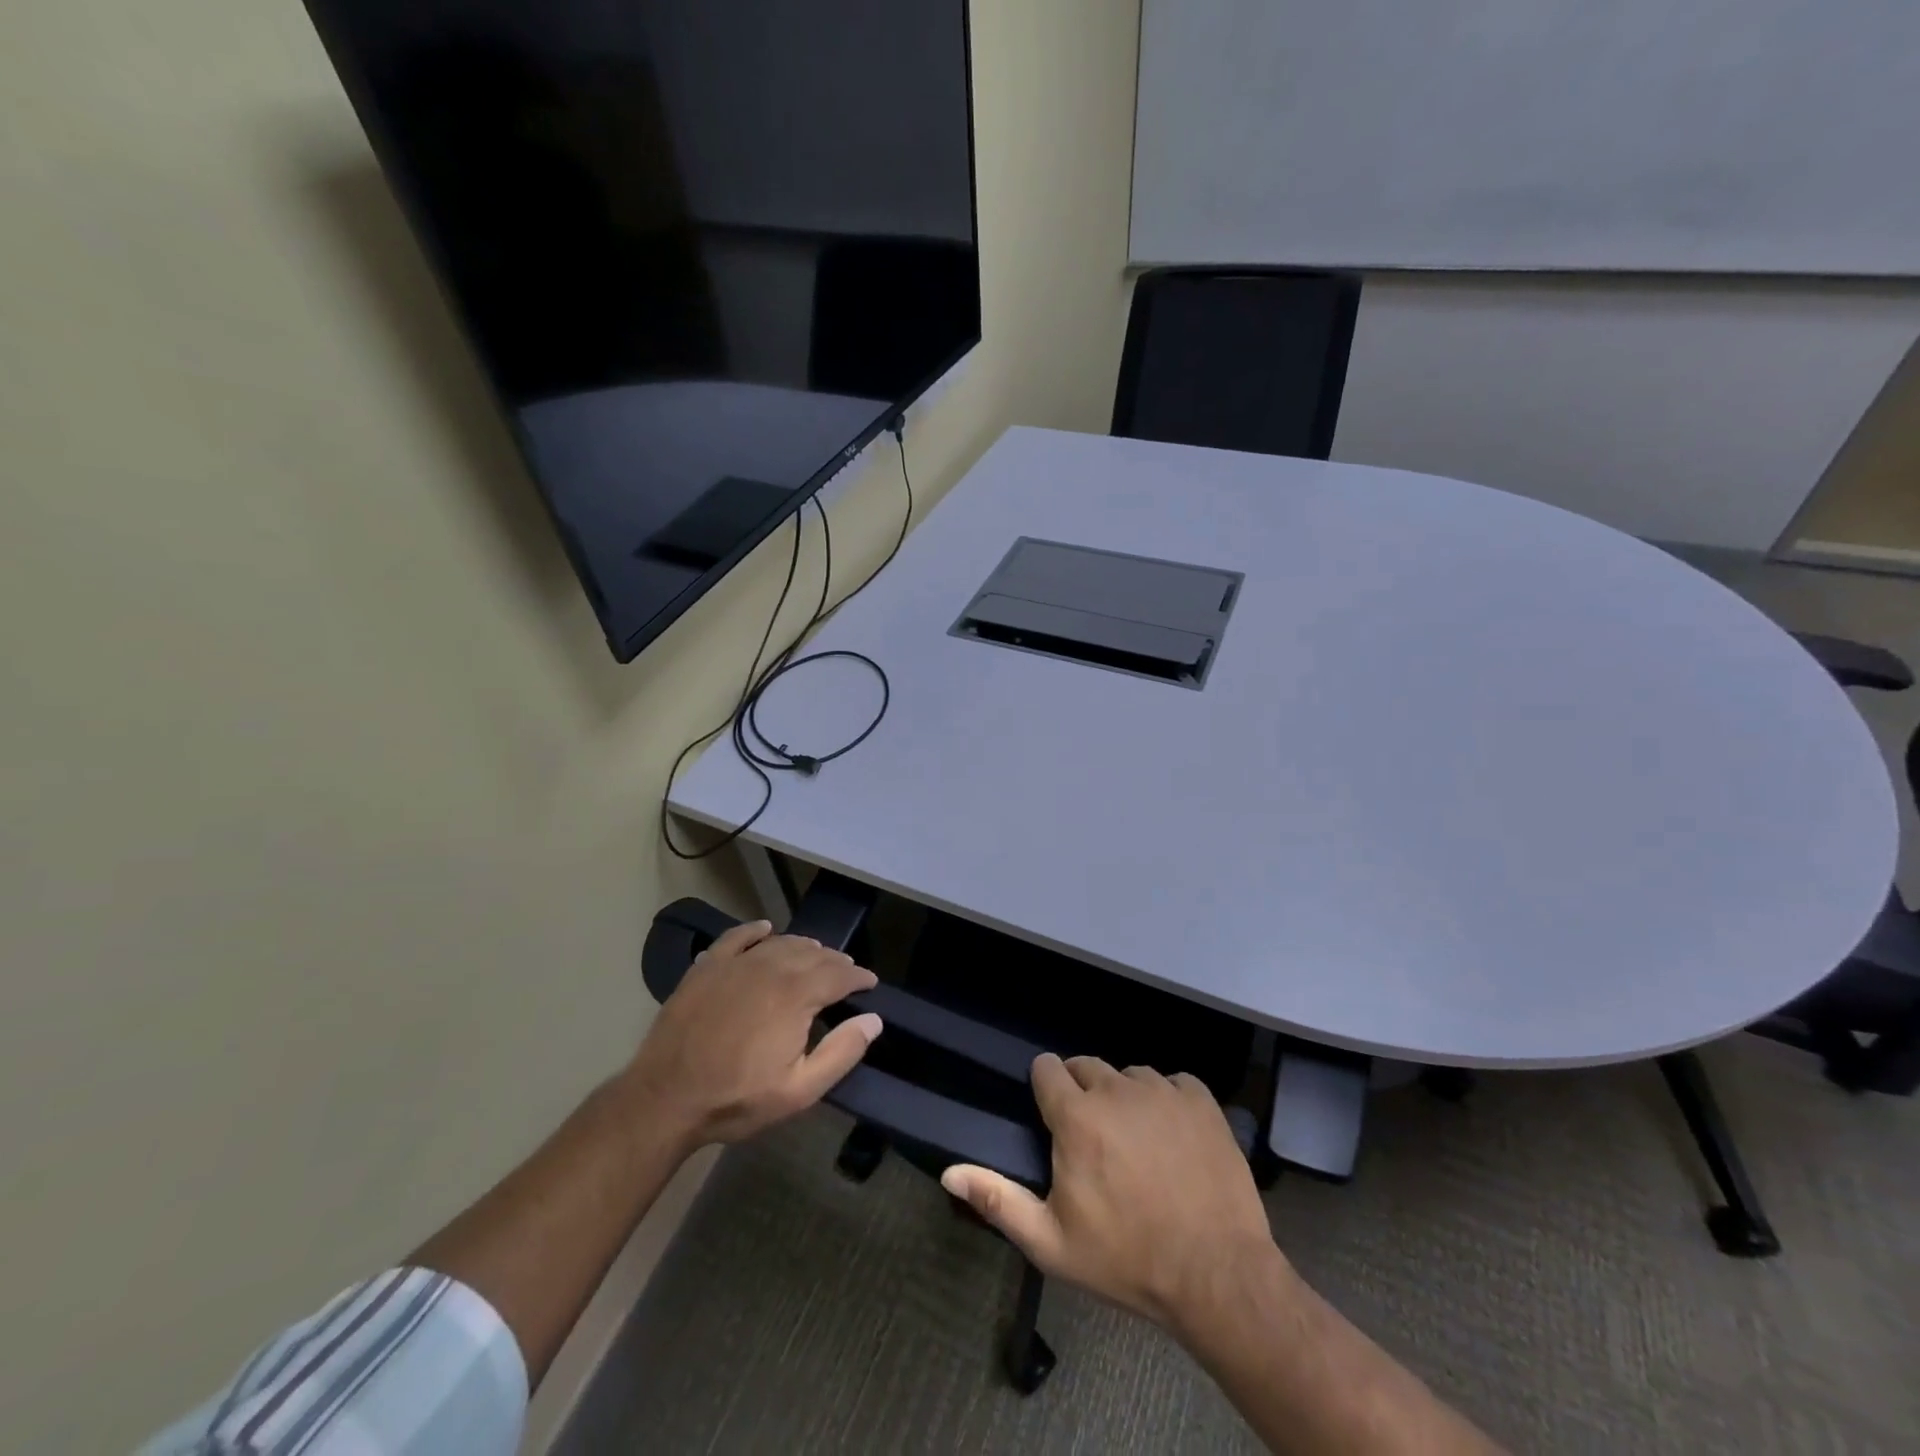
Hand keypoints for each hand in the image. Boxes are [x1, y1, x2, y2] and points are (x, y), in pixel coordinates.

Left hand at [623, 920, 882, 1151]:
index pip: (839, 974)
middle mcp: (770, 967)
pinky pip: (737, 937)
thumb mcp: (799, 1090)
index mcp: (796, 994)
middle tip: (846, 971)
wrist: (665, 1098)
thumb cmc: (737, 1098)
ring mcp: (735, 964)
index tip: (870, 982)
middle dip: (835, 961)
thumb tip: (873, 1020)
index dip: (859, 976)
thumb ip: (841, 1052)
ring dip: (804, 947)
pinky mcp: (706, 967)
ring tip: (816, 954)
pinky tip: (765, 929)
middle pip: (812, 954)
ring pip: (780, 943)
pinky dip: (756, 931)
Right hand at [941, 1054, 1280, 1331]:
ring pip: (1130, 1075)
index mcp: (1076, 1117)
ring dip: (1125, 1097)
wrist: (1218, 1276)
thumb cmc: (1126, 1260)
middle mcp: (1117, 1089)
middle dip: (1082, 1092)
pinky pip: (1173, 1082)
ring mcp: (1162, 1090)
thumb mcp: (1051, 1242)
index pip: (1047, 1068)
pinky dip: (1168, 1101)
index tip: (1052, 1115)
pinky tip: (1174, 1138)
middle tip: (1092, 1138)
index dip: (1045, 1087)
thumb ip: (997, 1199)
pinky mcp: (1200, 1099)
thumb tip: (949, 1172)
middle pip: (1087, 1066)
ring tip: (1136, 1142)